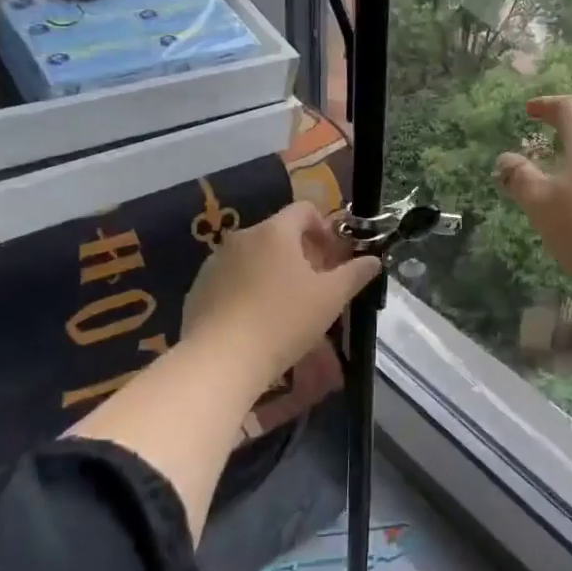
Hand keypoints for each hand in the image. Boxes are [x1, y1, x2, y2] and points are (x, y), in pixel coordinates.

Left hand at [183, 201, 380, 382]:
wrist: (220, 360)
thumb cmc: (283, 321)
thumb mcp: (330, 298)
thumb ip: (355, 274)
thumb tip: (373, 260)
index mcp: (274, 232)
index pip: (304, 210)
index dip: (325, 228)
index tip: (334, 258)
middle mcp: (241, 238)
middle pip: (278, 234)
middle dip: (301, 254)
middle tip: (317, 286)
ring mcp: (215, 263)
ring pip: (254, 257)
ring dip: (274, 272)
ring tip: (286, 307)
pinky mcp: (198, 289)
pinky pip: (231, 280)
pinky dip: (248, 290)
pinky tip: (256, 321)